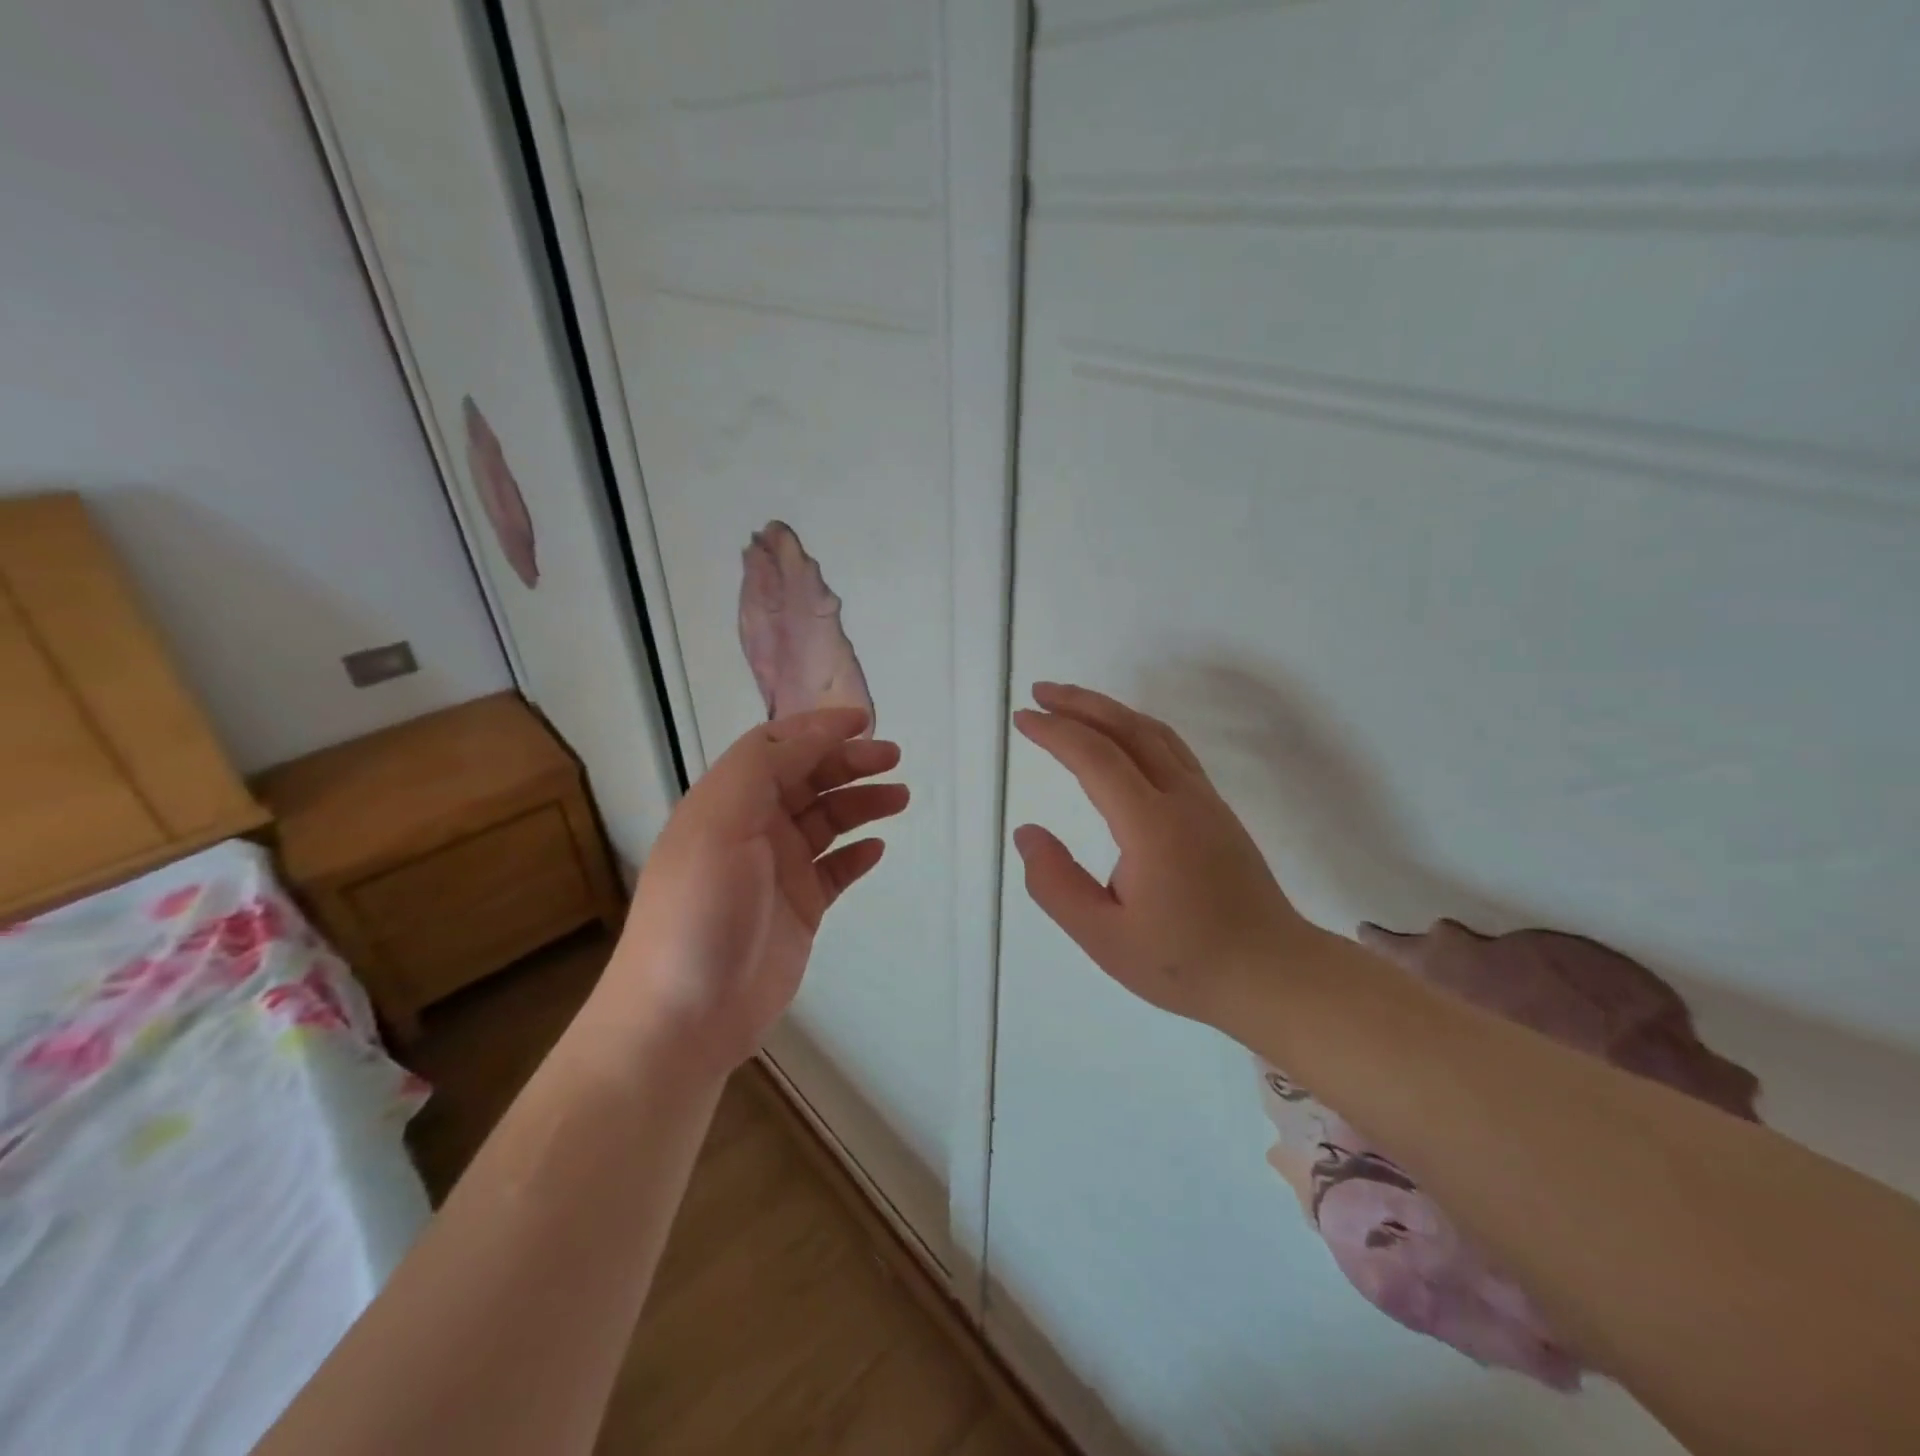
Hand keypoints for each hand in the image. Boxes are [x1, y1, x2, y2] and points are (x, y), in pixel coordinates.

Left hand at [598, 707, 906, 1075]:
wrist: (685, 1016)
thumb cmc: (700, 910)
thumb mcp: (720, 822)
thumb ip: (764, 768)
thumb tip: (816, 733)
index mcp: (727, 801)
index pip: (776, 748)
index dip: (818, 729)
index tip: (863, 721)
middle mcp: (752, 829)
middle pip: (807, 780)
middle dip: (848, 763)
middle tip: (892, 759)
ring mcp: (777, 870)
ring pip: (827, 821)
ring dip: (861, 803)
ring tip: (900, 797)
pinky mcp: (799, 908)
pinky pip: (835, 870)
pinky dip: (856, 854)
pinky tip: (877, 848)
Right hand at [1011, 682, 1314, 1027]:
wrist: (1273, 974)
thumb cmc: (1185, 962)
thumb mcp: (1103, 937)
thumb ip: (1056, 884)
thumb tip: (1026, 833)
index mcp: (1151, 826)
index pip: (1096, 758)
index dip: (1056, 732)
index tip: (1023, 718)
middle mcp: (1182, 798)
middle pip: (1129, 729)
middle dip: (1081, 703)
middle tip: (1039, 692)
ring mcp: (1205, 800)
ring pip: (1155, 734)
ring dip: (1111, 710)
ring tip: (1072, 704)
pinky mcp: (1216, 810)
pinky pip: (1172, 750)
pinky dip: (1136, 729)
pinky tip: (1121, 740)